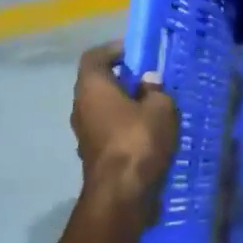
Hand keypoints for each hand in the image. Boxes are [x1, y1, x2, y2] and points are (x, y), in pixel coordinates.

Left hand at [72, 43, 178, 224]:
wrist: (121, 192)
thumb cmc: (138, 140)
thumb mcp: (161, 108)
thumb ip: (156, 90)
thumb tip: (149, 82)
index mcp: (92, 88)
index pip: (94, 57)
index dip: (114, 50)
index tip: (136, 52)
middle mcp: (81, 106)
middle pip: (99, 83)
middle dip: (124, 80)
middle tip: (151, 80)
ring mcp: (84, 132)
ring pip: (104, 108)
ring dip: (125, 105)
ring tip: (154, 108)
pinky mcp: (93, 153)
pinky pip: (109, 129)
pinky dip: (125, 126)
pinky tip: (148, 133)